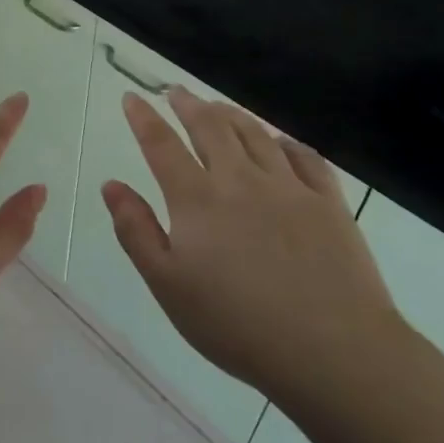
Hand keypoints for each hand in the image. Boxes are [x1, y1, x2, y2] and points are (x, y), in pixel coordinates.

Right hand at [103, 87, 410, 421]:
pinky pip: (305, 157)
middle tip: (176, 92)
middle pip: (210, 127)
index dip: (143, 118)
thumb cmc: (237, 324)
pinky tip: (280, 142)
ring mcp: (289, 187)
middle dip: (189, 105)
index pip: (162, 145)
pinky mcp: (328, 203)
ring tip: (218, 107)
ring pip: (255, 134)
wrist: (332, 350)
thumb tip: (111, 185)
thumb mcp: (168, 285)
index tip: (132, 96)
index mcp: (197, 200)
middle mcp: (240, 180)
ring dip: (232, 114)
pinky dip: (286, 142)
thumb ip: (136, 231)